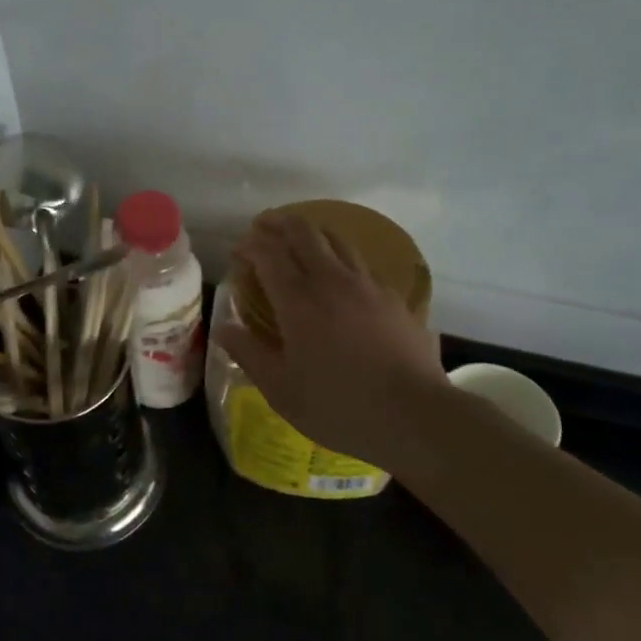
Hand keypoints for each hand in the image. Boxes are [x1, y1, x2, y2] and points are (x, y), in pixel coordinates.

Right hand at [215, 212, 446, 465]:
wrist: (416, 417)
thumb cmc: (339, 406)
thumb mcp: (280, 390)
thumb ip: (249, 353)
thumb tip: (224, 328)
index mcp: (298, 301)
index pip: (268, 253)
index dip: (249, 245)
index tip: (238, 252)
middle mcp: (331, 281)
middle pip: (303, 232)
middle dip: (279, 223)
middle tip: (264, 226)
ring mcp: (367, 285)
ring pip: (336, 239)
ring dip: (312, 232)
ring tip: (300, 238)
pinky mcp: (394, 298)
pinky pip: (361, 262)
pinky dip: (340, 256)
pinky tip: (340, 274)